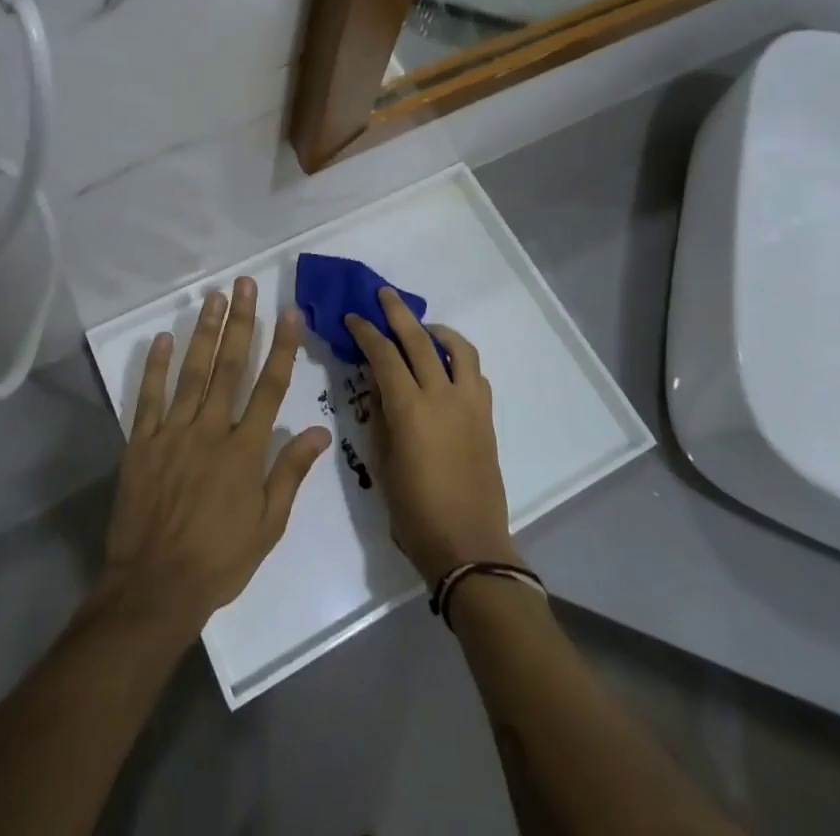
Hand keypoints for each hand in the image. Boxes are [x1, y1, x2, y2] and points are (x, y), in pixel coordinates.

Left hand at [99, 277, 331, 643]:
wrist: (155, 587)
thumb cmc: (219, 561)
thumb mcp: (268, 526)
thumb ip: (291, 473)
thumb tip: (320, 432)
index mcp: (244, 450)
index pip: (269, 387)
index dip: (281, 347)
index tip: (288, 312)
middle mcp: (210, 430)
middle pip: (229, 367)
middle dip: (240, 323)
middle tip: (244, 284)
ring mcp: (173, 433)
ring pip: (191, 372)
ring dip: (203, 332)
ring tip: (213, 298)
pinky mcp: (141, 443)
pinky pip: (149, 397)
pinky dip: (155, 366)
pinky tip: (163, 337)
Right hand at [347, 287, 517, 581]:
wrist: (468, 546)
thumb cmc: (414, 511)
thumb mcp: (382, 462)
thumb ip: (379, 416)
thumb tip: (378, 385)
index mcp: (410, 409)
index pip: (383, 355)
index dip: (365, 332)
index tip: (352, 317)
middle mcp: (442, 396)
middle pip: (419, 340)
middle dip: (398, 313)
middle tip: (384, 294)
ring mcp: (470, 404)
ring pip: (458, 349)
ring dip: (437, 331)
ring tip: (423, 329)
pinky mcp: (486, 416)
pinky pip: (475, 374)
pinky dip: (458, 359)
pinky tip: (446, 367)